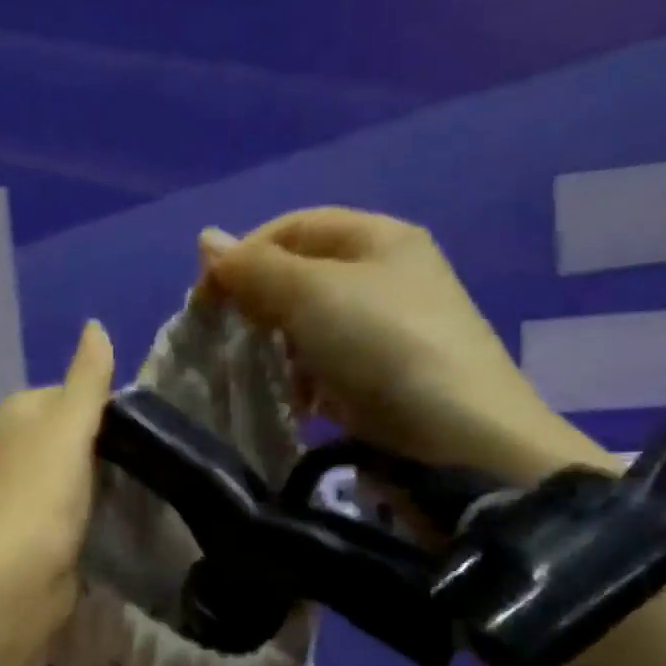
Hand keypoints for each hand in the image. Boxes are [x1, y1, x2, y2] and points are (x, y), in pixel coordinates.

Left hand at [0, 319, 115, 631]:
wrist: (15, 575)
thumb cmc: (42, 490)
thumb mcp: (70, 423)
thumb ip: (88, 378)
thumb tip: (95, 325)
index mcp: (16, 415)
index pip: (67, 394)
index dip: (103, 405)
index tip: (140, 425)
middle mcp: (13, 449)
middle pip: (71, 435)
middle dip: (105, 444)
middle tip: (149, 457)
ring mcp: (23, 493)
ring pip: (73, 473)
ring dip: (101, 479)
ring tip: (143, 485)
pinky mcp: (35, 532)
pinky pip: (72, 508)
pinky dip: (93, 510)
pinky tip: (119, 517)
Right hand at [198, 208, 604, 481]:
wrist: (459, 439)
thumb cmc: (382, 345)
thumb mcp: (312, 294)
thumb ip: (255, 268)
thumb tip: (206, 240)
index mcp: (378, 238)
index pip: (294, 227)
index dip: (245, 254)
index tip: (207, 298)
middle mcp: (387, 276)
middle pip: (302, 276)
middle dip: (259, 304)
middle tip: (230, 338)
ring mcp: (389, 330)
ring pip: (312, 326)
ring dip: (278, 347)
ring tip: (262, 375)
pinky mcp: (386, 379)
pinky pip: (329, 367)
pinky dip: (305, 380)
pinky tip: (297, 403)